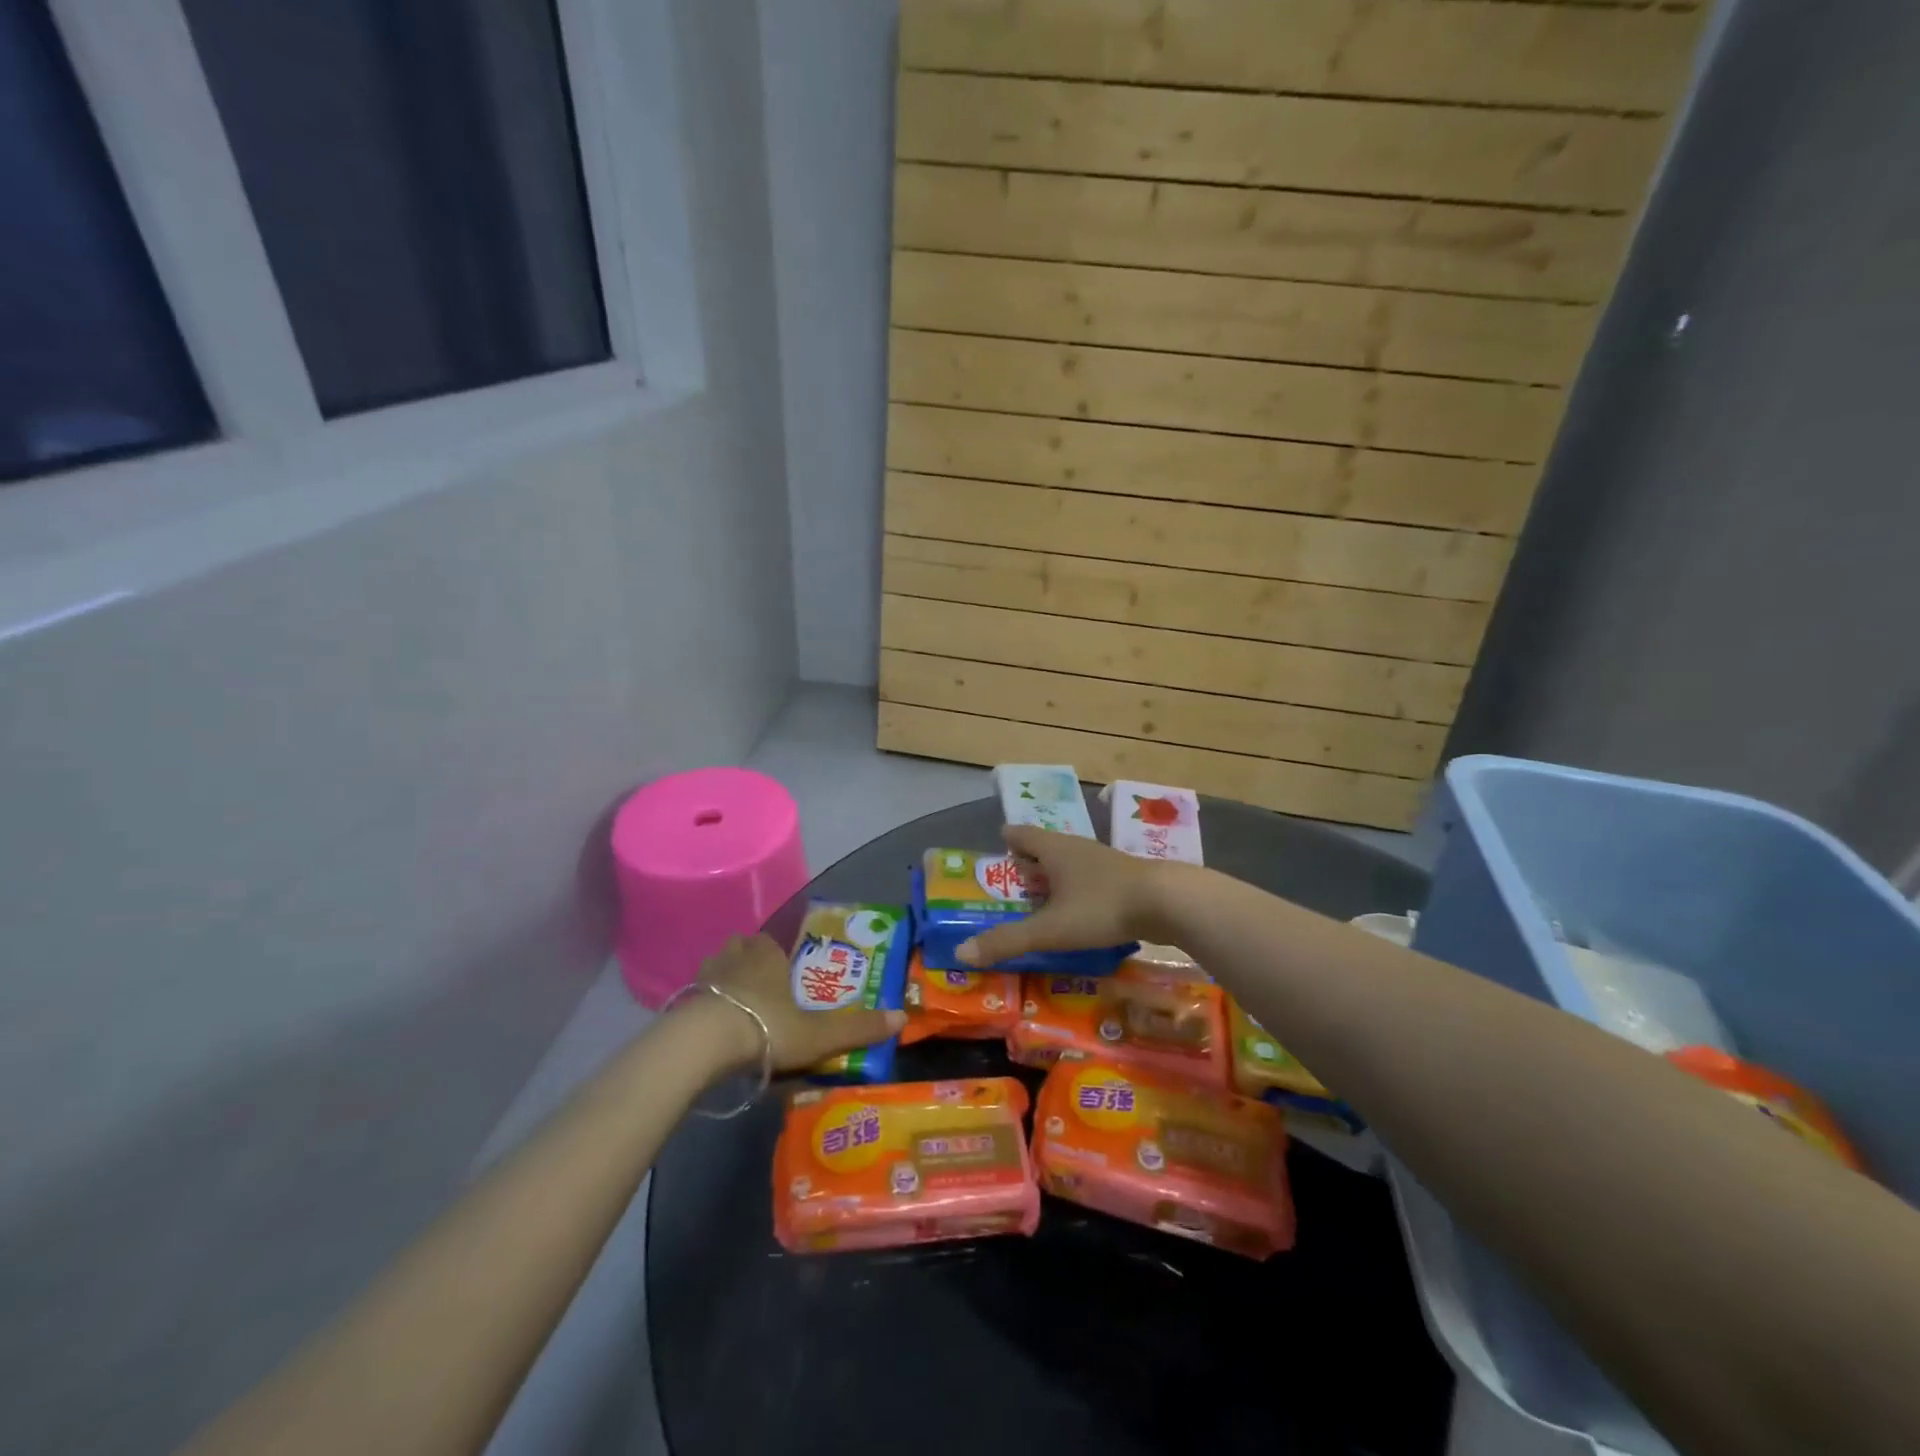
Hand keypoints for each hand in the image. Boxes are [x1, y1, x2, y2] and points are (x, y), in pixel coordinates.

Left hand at [694, 933, 906, 1072]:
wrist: (701, 1044)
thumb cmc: (765, 1028)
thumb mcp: (818, 1034)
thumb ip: (857, 1028)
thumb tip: (903, 1016)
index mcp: (768, 956)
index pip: (771, 942)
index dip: (777, 953)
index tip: (785, 970)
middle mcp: (735, 958)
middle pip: (742, 948)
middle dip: (750, 961)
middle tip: (762, 986)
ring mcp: (704, 978)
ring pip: (717, 968)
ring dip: (726, 980)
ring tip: (737, 1005)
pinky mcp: (681, 1003)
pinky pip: (696, 996)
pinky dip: (705, 1005)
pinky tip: (712, 1026)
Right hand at [956, 825, 1170, 966]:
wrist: (1168, 902)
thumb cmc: (1101, 907)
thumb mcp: (1051, 929)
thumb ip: (1008, 940)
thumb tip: (961, 952)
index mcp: (1054, 849)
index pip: (1020, 834)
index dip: (1006, 841)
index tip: (995, 851)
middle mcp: (1076, 847)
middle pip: (1044, 848)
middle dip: (1027, 864)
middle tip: (1011, 885)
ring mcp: (1103, 861)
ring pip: (1069, 863)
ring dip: (1053, 878)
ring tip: (1041, 901)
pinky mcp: (1124, 877)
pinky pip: (1089, 879)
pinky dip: (1076, 891)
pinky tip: (1078, 912)